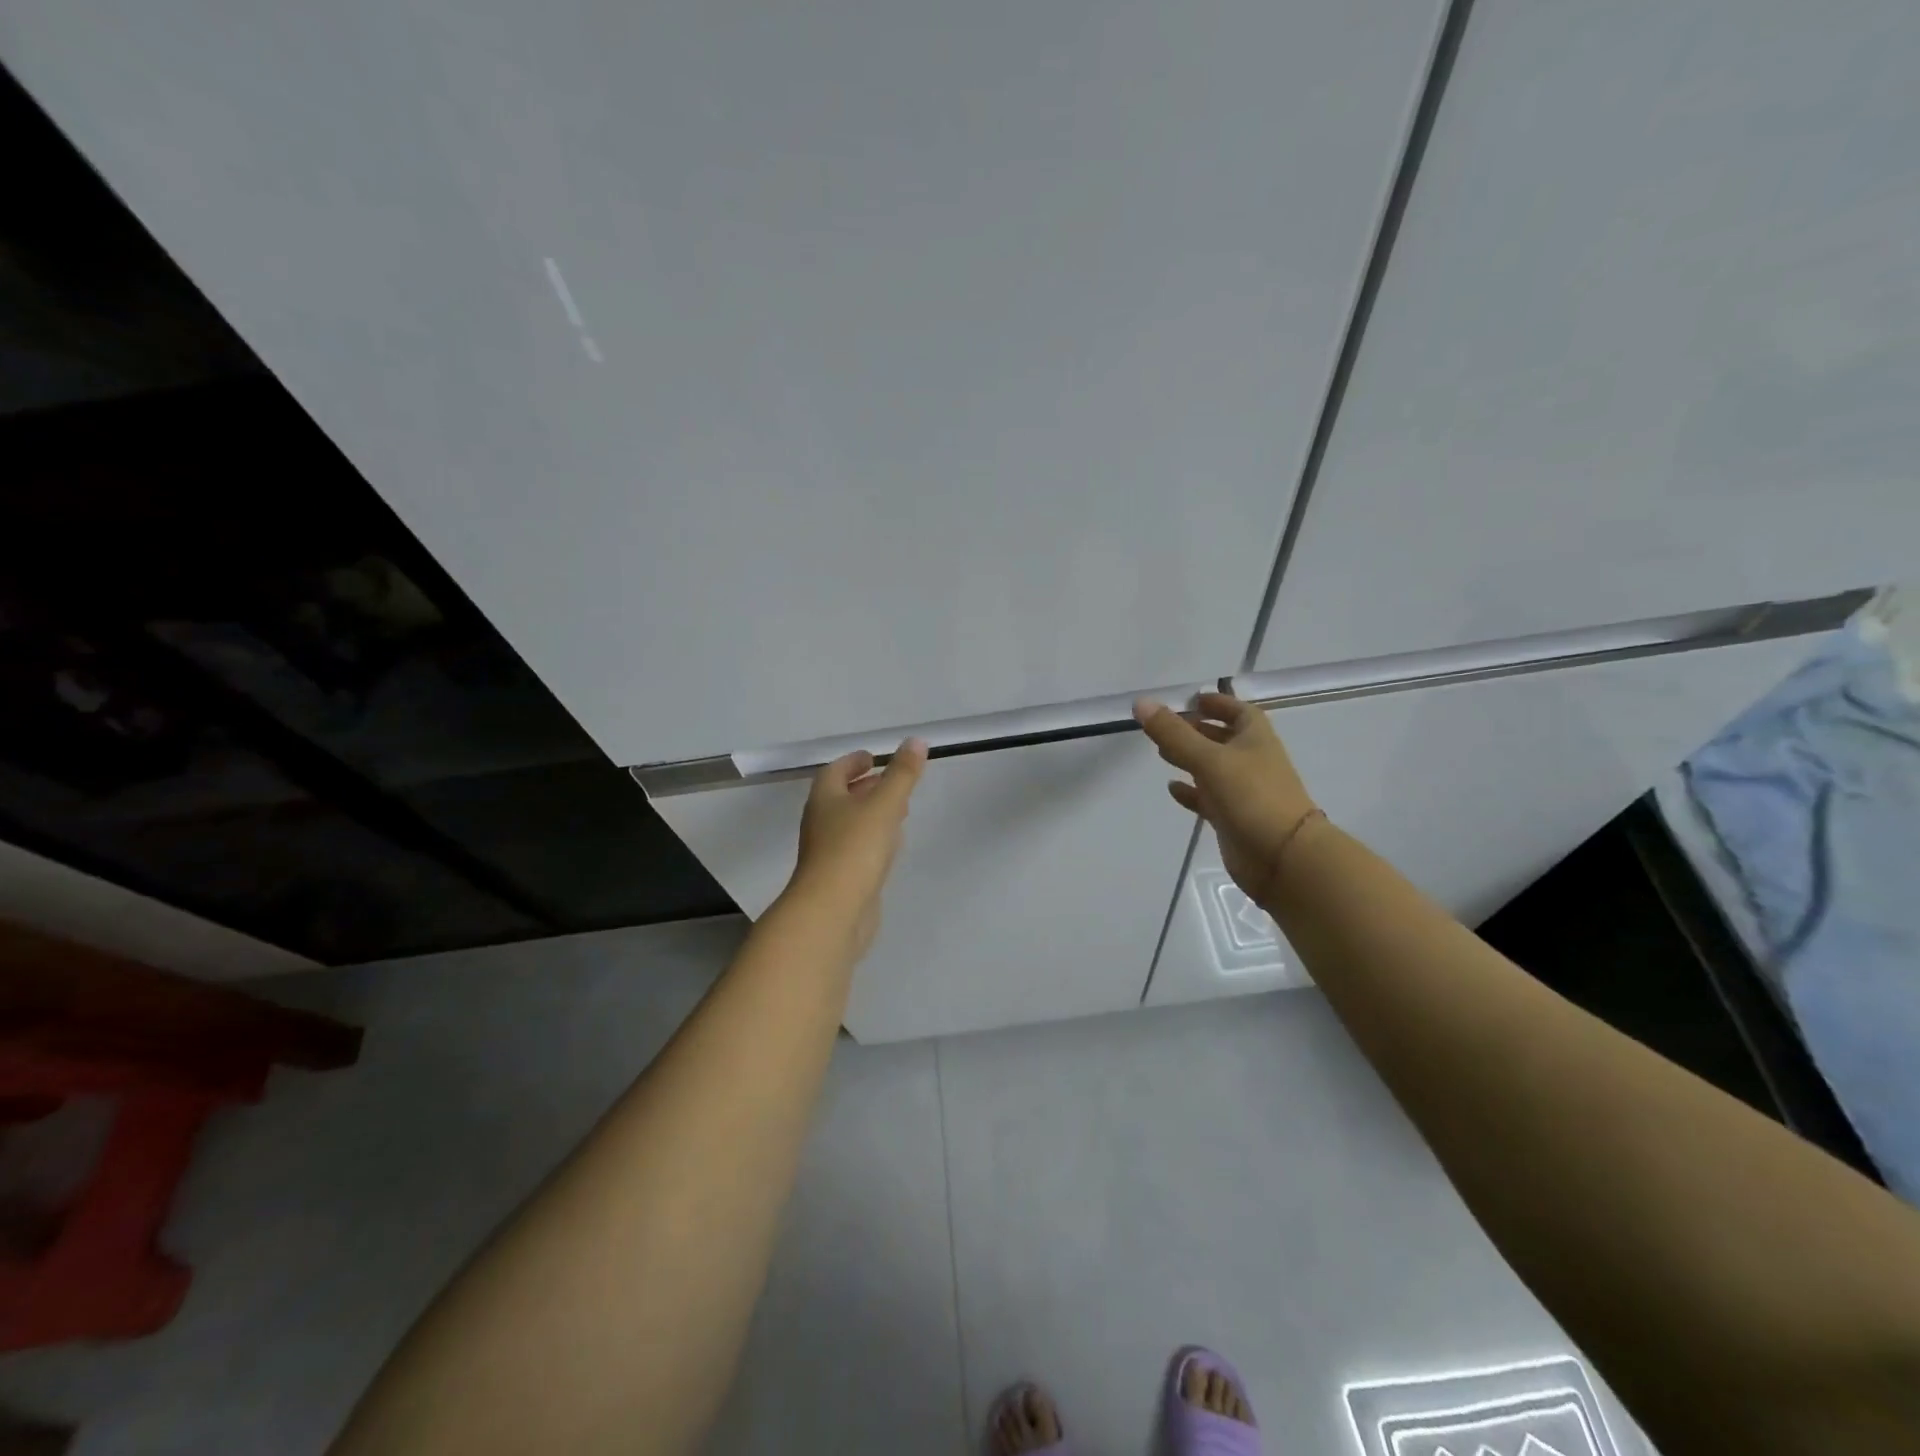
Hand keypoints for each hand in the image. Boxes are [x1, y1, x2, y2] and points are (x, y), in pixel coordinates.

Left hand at [784, 738, 928, 959]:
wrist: (832, 912)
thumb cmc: (854, 849)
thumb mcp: (884, 805)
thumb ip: (902, 774)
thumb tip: (916, 741)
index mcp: (825, 800)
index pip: (835, 772)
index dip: (853, 762)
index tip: (873, 757)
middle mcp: (821, 823)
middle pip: (841, 798)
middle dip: (865, 787)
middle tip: (891, 781)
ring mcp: (829, 853)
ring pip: (851, 824)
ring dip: (871, 814)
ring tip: (899, 810)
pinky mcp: (841, 878)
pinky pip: (858, 850)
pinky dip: (875, 840)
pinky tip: (892, 846)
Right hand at [1134, 693, 1318, 906]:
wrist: (1283, 857)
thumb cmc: (1251, 797)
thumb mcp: (1209, 759)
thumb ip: (1174, 733)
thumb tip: (1141, 703)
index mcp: (1256, 739)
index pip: (1238, 711)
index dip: (1218, 703)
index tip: (1192, 700)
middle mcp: (1252, 761)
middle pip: (1223, 738)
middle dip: (1197, 730)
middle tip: (1166, 726)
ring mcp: (1243, 791)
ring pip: (1214, 768)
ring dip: (1190, 759)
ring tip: (1160, 753)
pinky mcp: (1233, 818)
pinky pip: (1208, 798)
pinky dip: (1191, 791)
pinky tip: (1171, 788)